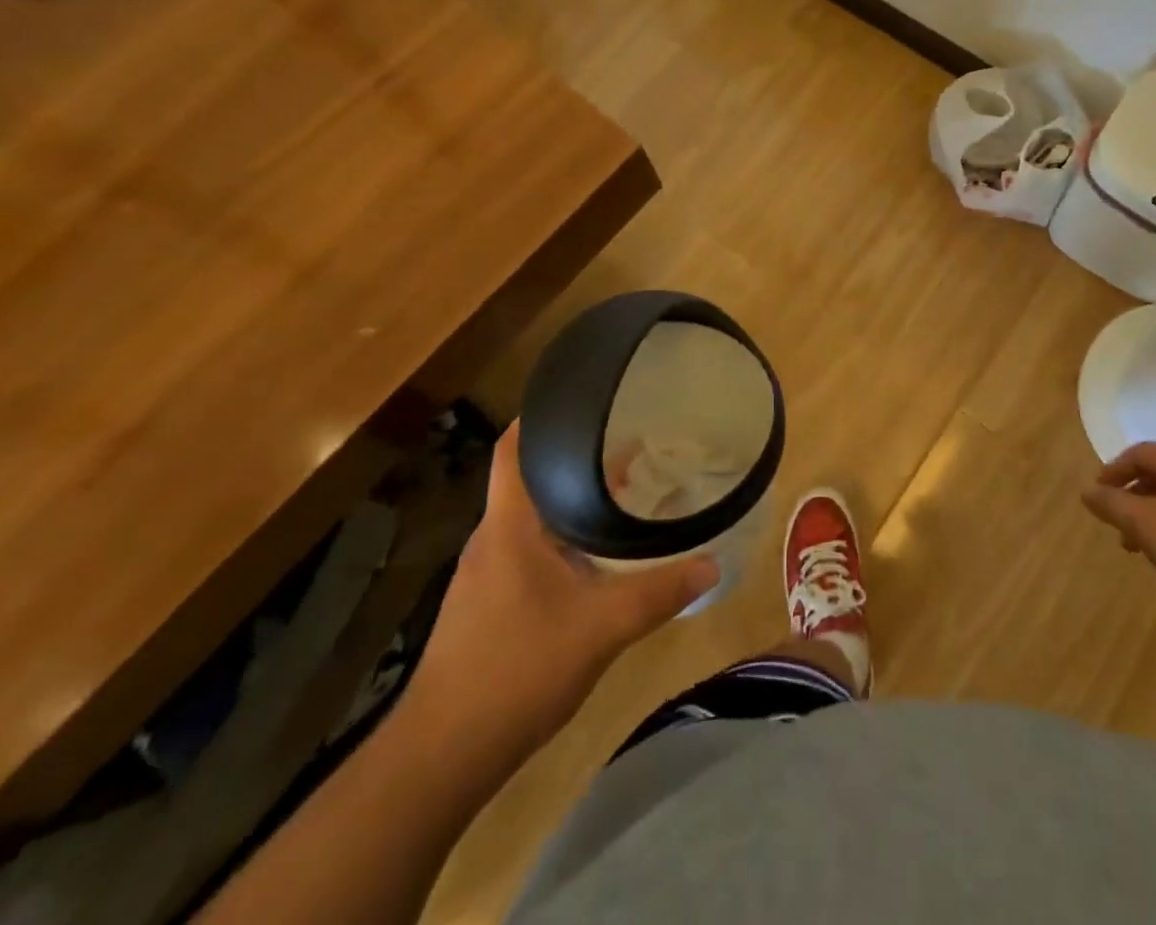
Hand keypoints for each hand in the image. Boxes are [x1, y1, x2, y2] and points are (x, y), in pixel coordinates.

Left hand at [409, 422, 717, 762]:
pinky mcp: (485, 607)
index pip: (513, 449)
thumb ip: (658, 593)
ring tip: (620, 495)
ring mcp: (484, 576)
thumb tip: (713, 564)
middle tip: (627, 446)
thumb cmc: (516, 670)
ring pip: (532, 520)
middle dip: (575, 460)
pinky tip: (594, 561)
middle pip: (530, 480)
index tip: (580, 398)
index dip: (539, 416)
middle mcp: (492, 540)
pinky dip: (562, 541)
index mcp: (509, 526)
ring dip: (571, 503)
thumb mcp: (601, 628)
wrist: (441, 757)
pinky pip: (528, 553)